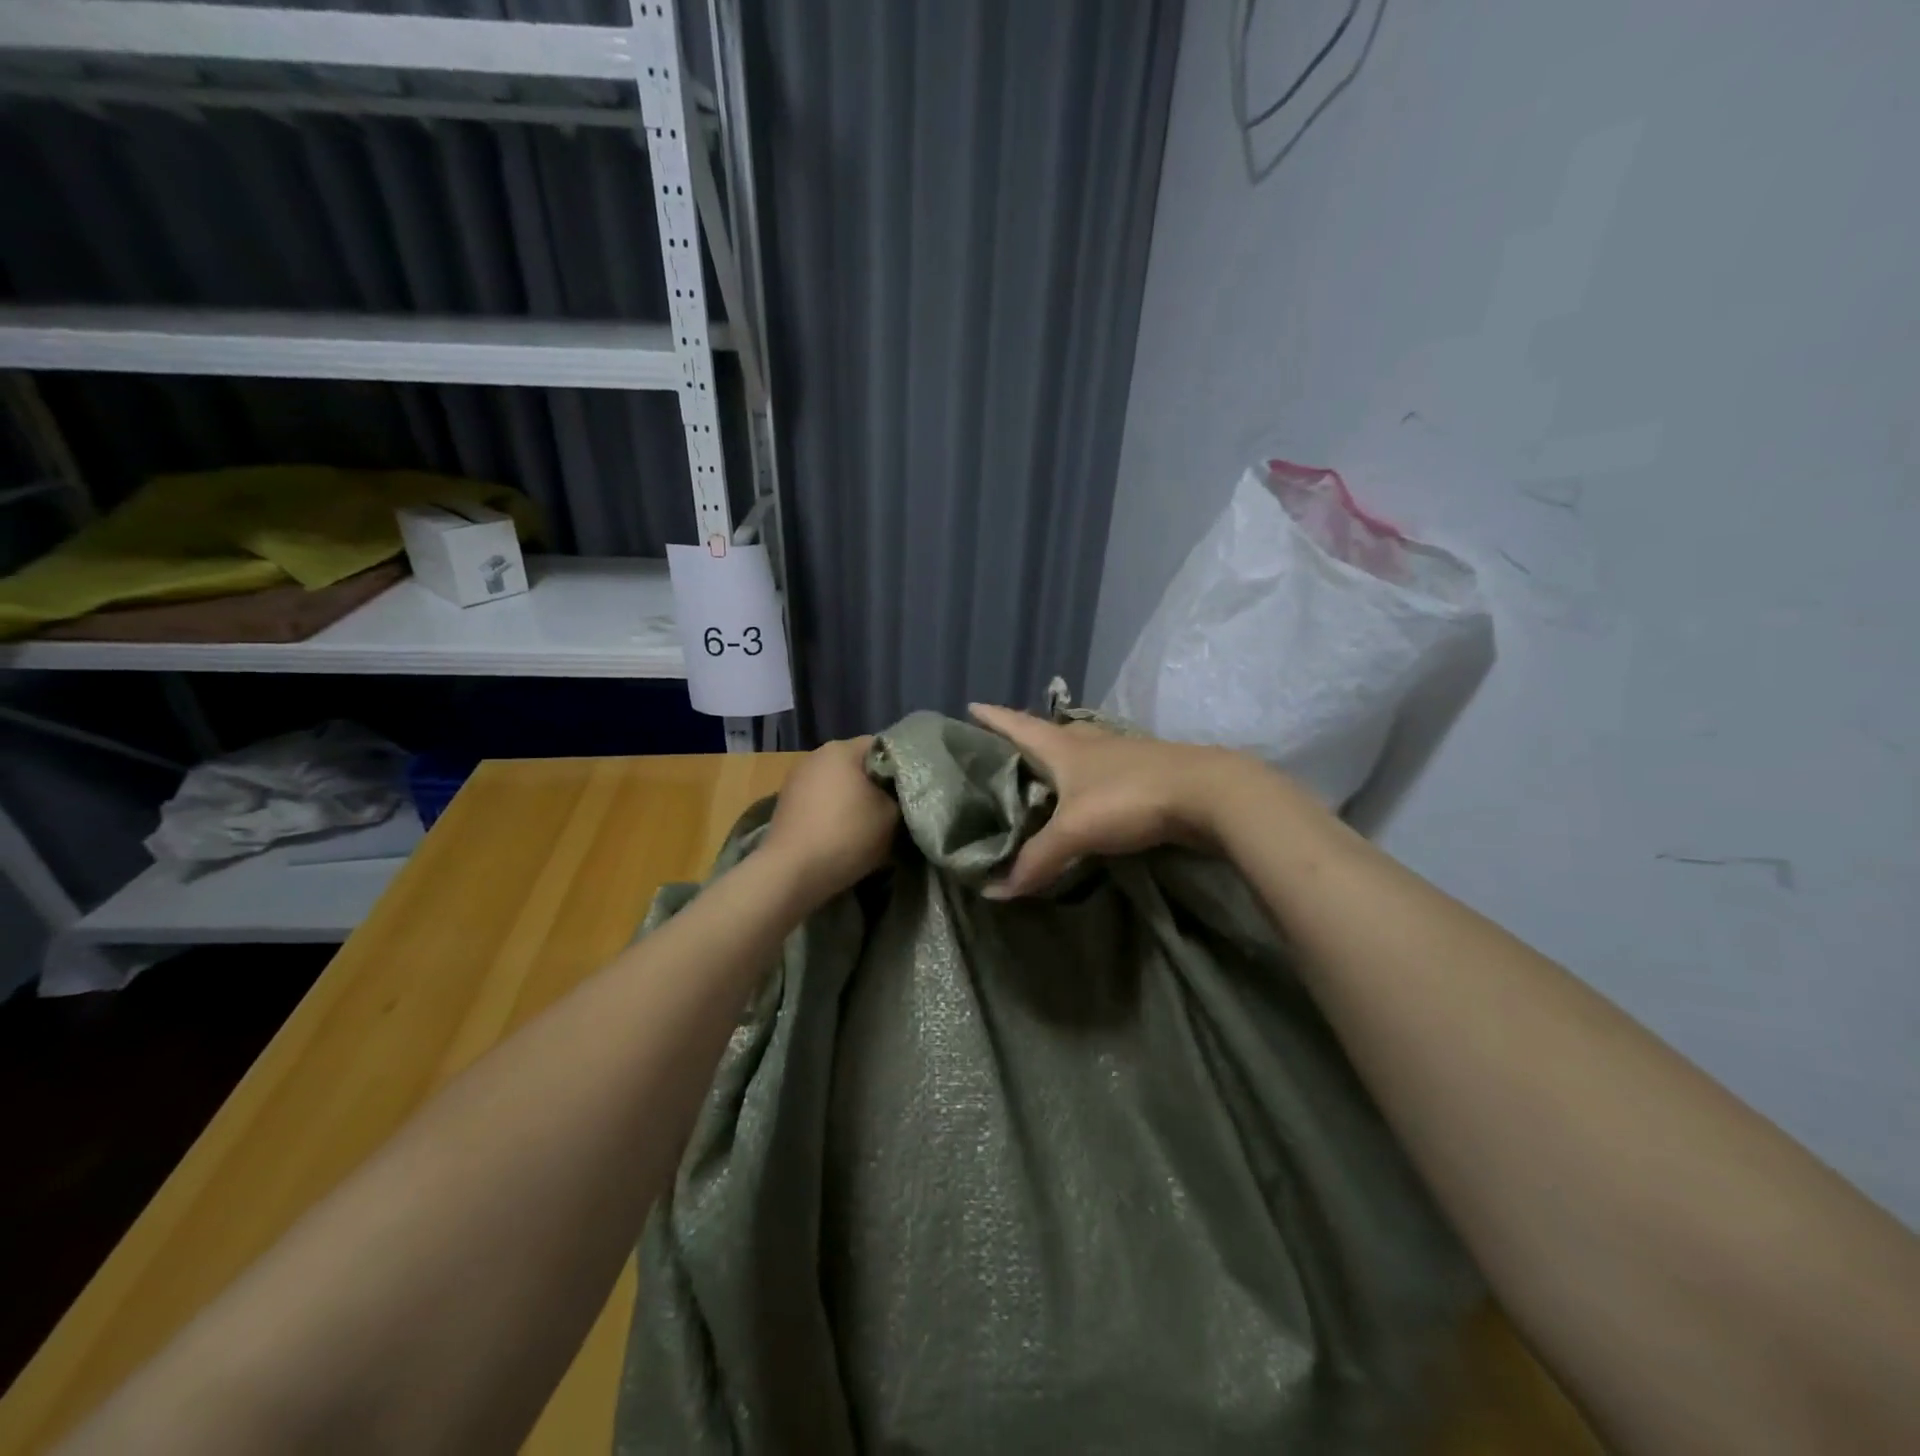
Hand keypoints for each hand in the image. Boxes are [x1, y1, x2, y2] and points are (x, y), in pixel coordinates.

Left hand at [759, 736, 899, 906]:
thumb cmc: (847, 835)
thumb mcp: (891, 816)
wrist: (791, 872)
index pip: (882, 746)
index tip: (909, 792)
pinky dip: (833, 811)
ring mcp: (796, 778)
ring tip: (867, 825)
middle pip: (857, 764)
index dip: (900, 767)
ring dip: (853, 799)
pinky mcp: (785, 802)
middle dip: (875, 784)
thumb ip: (901, 796)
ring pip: (837, 783)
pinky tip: (841, 833)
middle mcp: (815, 755)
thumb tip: (898, 794)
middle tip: (893, 810)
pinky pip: (820, 800)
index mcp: (842, 749)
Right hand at [969, 704, 1262, 896]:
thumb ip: (1036, 859)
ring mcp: (1122, 755)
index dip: (994, 717)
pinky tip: (1089, 795)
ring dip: (1060, 759)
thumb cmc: (1129, 798)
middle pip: (1050, 734)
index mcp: (1064, 747)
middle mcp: (1091, 743)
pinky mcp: (1146, 774)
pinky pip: (1103, 773)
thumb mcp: (1075, 830)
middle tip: (1003, 749)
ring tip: (1042, 772)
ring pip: (1081, 752)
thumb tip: (993, 892)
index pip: (1019, 725)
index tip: (972, 705)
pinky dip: (1088, 781)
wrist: (1207, 793)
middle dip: (1026, 737)